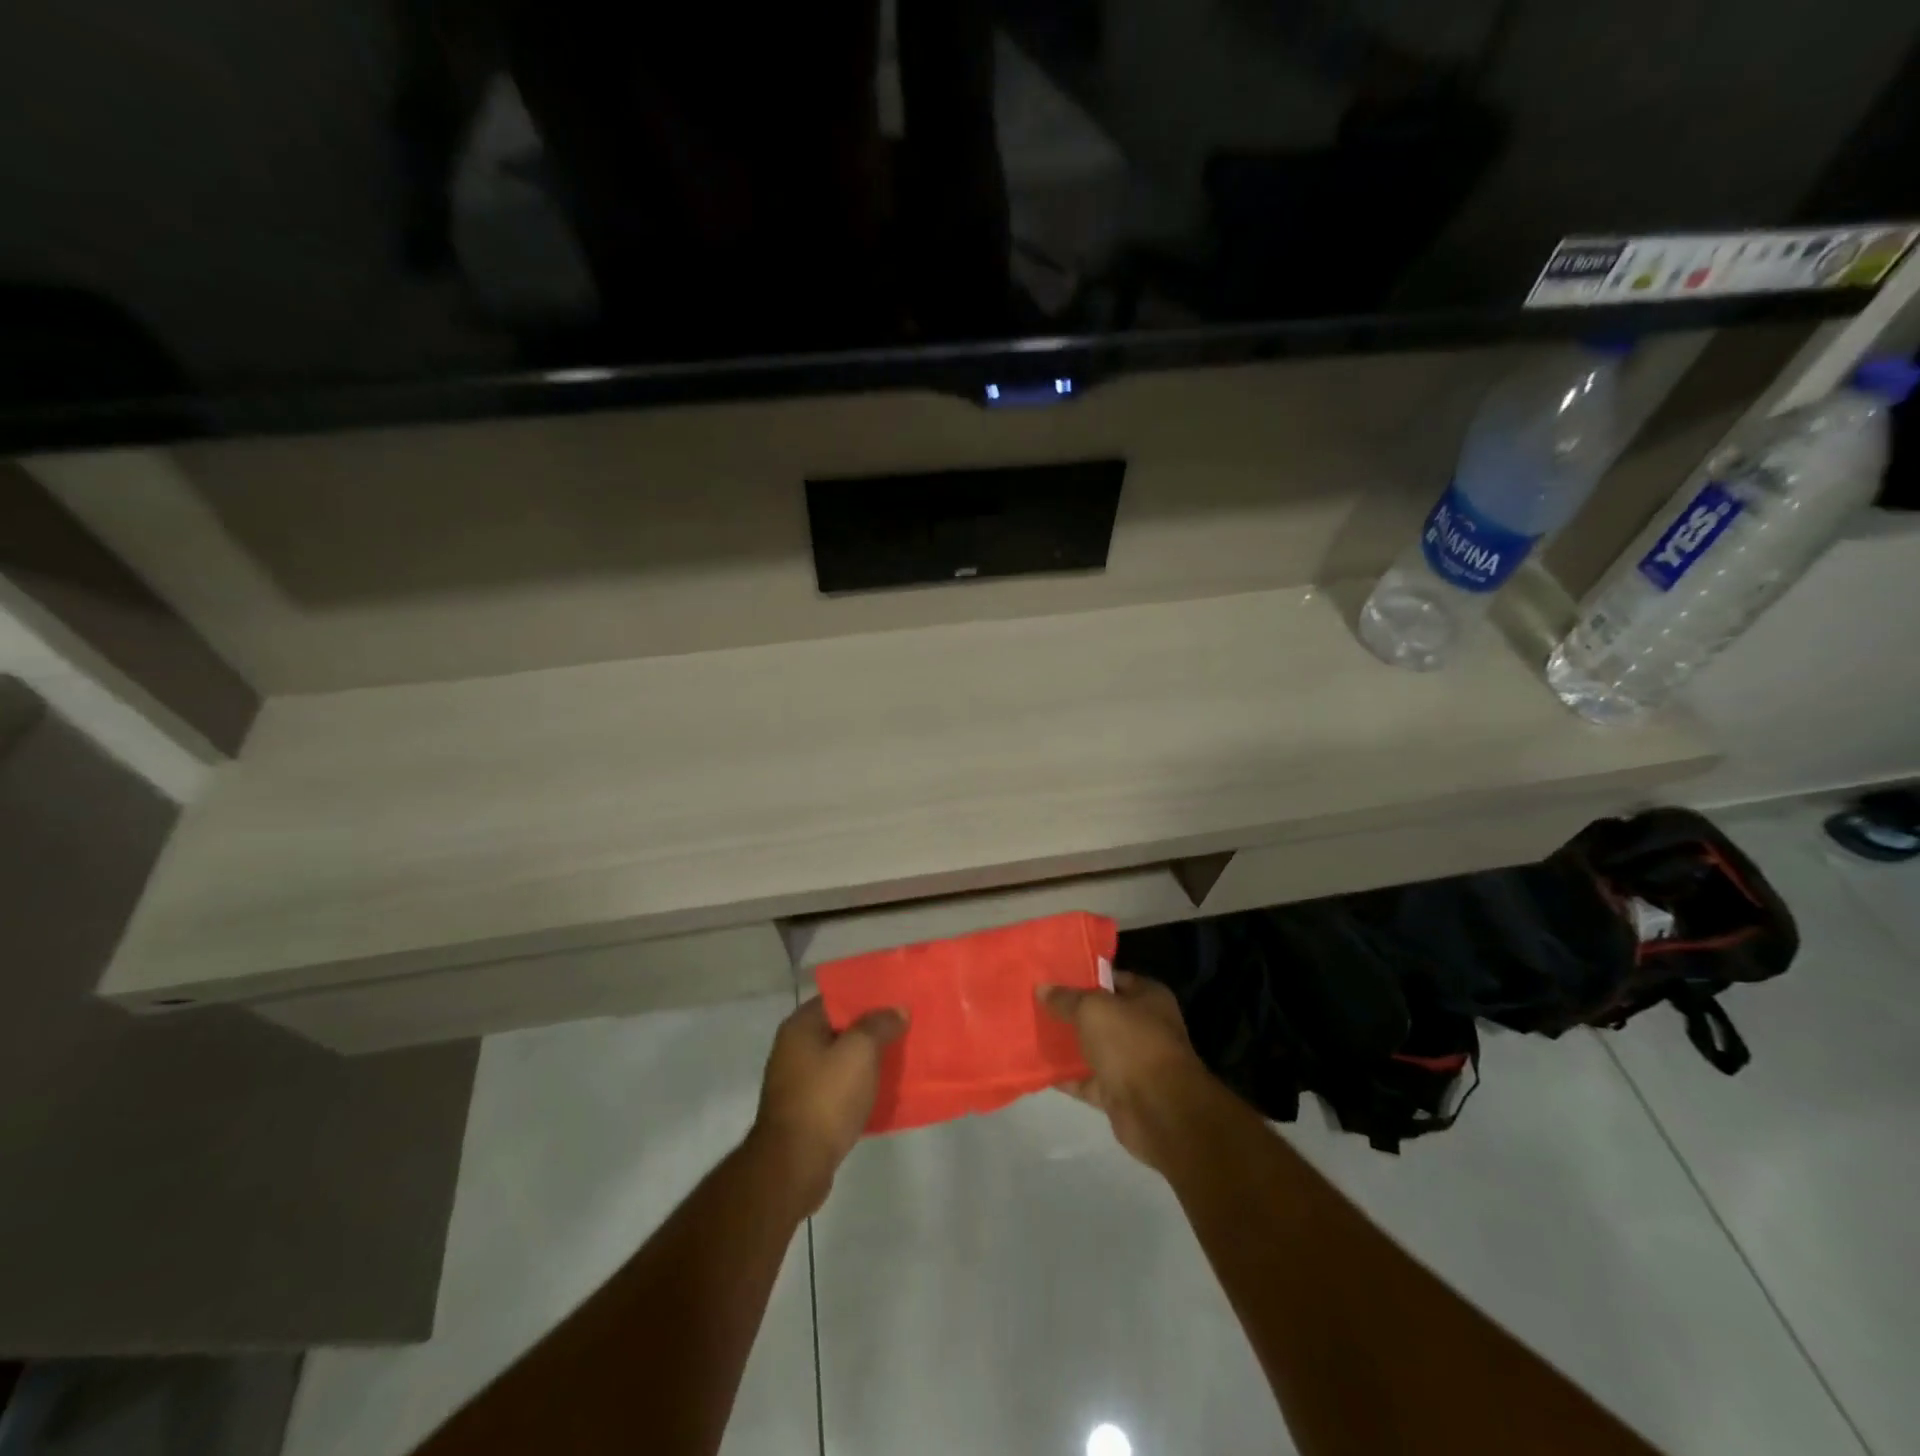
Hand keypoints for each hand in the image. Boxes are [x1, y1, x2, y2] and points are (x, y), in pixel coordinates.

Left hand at [749, 997, 905, 1213]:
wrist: (793, 1166)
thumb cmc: (825, 1098)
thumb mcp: (860, 1051)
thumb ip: (880, 1024)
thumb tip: (897, 1010)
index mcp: (801, 1026)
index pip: (838, 997)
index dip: (868, 996)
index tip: (897, 999)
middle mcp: (794, 1048)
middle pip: (840, 1028)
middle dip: (872, 1029)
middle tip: (905, 1027)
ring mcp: (797, 1081)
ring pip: (841, 1060)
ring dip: (867, 1060)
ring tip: (900, 1057)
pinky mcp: (806, 1111)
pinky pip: (839, 1087)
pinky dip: (859, 1086)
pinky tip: (883, 1090)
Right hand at [1039, 971, 1215, 1172]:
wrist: (1158, 1110)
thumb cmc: (1131, 1043)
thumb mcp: (1093, 1010)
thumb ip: (1066, 998)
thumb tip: (1042, 988)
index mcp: (1148, 997)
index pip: (1112, 978)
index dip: (1084, 975)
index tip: (1053, 975)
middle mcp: (1144, 1027)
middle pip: (1101, 1015)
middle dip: (1072, 1011)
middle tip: (1037, 1002)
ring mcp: (1133, 1062)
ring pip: (1094, 1048)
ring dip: (1068, 1045)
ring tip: (1032, 1032)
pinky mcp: (1120, 1093)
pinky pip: (1088, 1081)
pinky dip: (1068, 1077)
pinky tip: (1040, 1068)